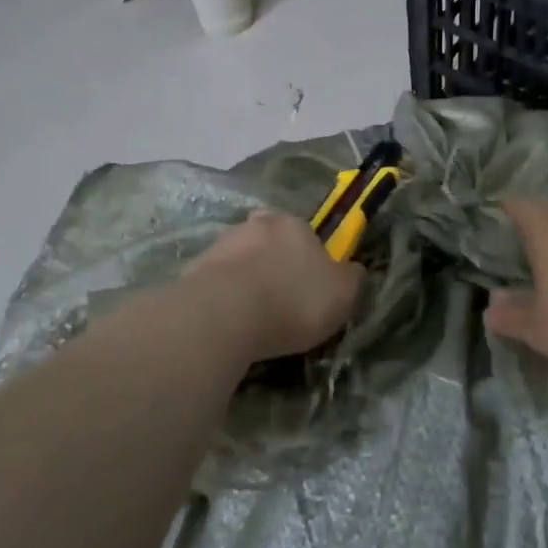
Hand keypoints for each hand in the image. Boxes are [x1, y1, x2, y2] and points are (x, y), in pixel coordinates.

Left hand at [185, 210, 363, 361]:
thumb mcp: (343, 294)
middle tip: (281, 301)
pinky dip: (225, 299)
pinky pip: (217, 284)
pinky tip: (230, 324)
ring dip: (247, 282)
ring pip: (241, 262)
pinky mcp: (193, 271)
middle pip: (269, 243)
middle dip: (274, 267)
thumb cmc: (294, 300)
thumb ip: (351, 278)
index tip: (311, 287)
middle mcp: (255, 225)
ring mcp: (220, 245)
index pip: (306, 234)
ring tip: (254, 319)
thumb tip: (353, 269)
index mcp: (293, 223)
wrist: (225, 316)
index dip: (310, 260)